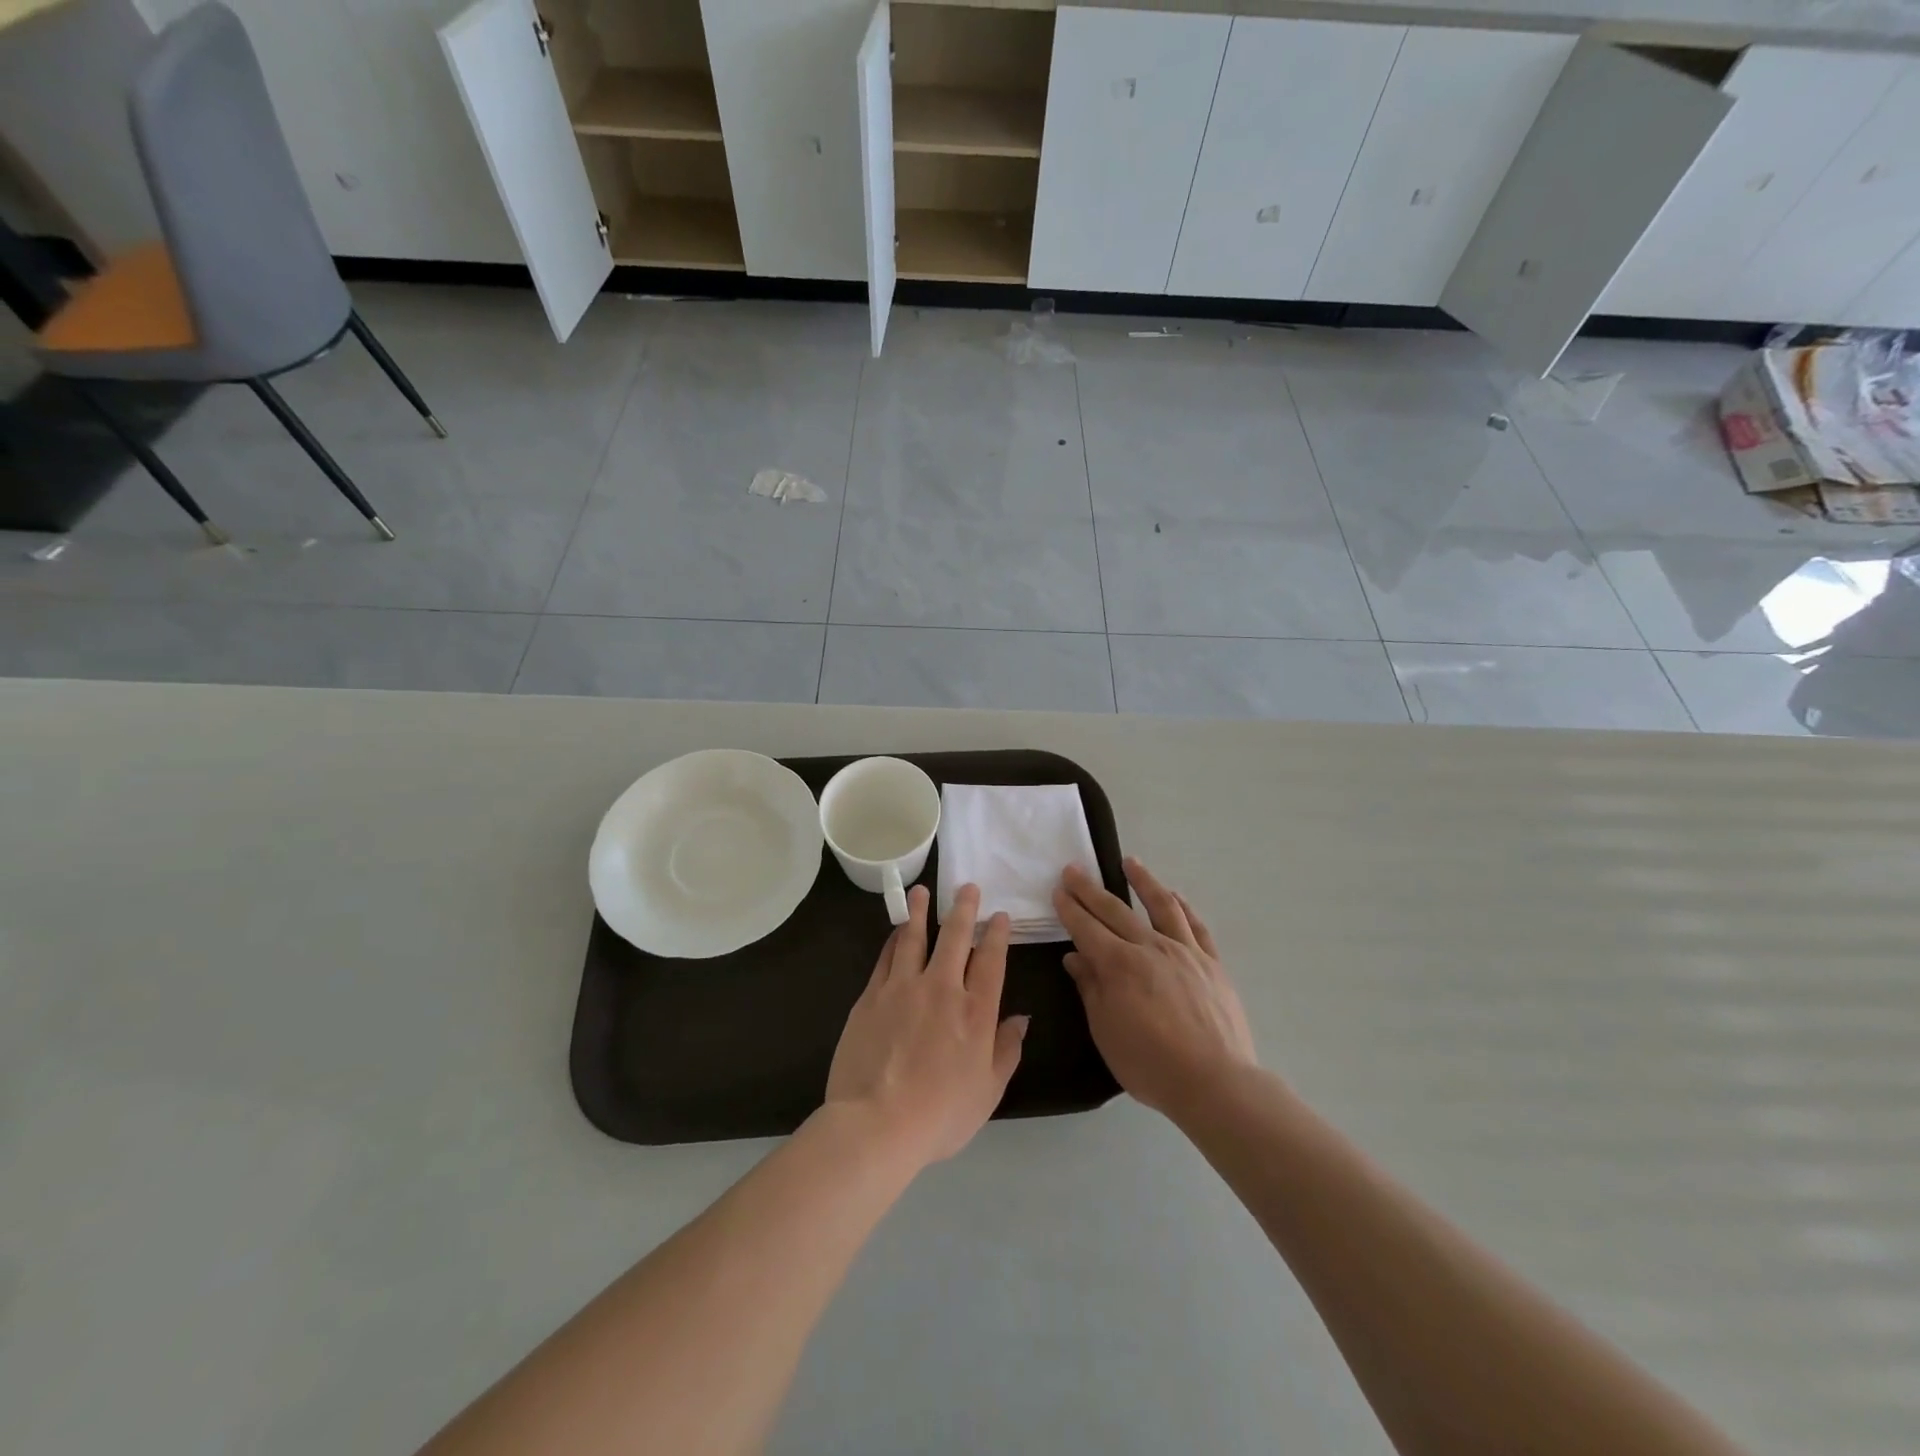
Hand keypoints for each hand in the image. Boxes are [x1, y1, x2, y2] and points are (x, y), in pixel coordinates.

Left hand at [825, 883, 1028, 1169]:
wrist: (877, 1122)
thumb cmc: (940, 1114)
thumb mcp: (988, 1091)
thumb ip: (1007, 1050)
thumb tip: (1021, 1018)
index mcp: (976, 1011)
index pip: (991, 961)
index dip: (997, 935)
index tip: (999, 916)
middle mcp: (942, 988)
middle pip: (955, 937)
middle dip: (964, 909)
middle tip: (967, 887)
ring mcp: (903, 987)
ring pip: (915, 937)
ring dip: (921, 912)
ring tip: (923, 891)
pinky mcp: (872, 995)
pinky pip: (887, 957)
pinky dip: (895, 939)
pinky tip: (897, 930)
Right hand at [1053, 857, 1256, 1123]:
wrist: (1216, 1082)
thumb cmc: (1151, 1064)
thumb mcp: (1106, 1032)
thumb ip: (1091, 989)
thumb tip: (1076, 957)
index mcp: (1119, 965)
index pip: (1087, 928)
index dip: (1070, 908)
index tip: (1058, 889)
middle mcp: (1150, 947)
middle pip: (1115, 910)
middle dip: (1091, 889)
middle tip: (1074, 869)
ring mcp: (1185, 952)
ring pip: (1161, 905)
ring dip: (1142, 881)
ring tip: (1130, 862)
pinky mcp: (1212, 963)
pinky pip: (1195, 926)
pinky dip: (1183, 906)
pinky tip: (1175, 895)